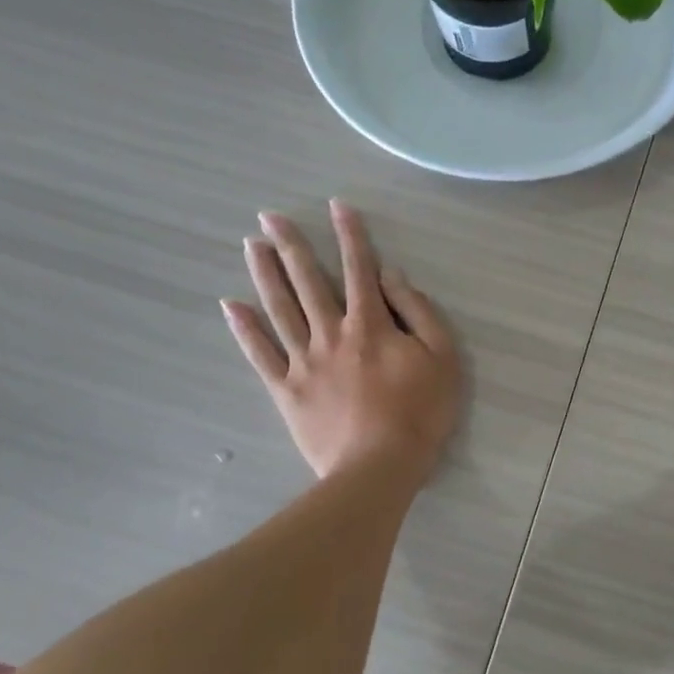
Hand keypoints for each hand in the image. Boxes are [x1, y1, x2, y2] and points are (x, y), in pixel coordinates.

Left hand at [224, 201, 460, 483]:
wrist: (379, 467)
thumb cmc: (420, 413)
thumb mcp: (442, 358)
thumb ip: (418, 312)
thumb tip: (390, 276)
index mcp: (371, 324)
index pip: (358, 269)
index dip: (350, 235)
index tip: (337, 206)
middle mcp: (332, 333)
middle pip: (308, 281)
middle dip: (290, 244)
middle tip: (269, 215)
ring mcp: (304, 361)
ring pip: (280, 309)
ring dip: (264, 274)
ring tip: (252, 245)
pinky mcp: (287, 390)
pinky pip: (260, 355)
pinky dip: (244, 330)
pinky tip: (230, 306)